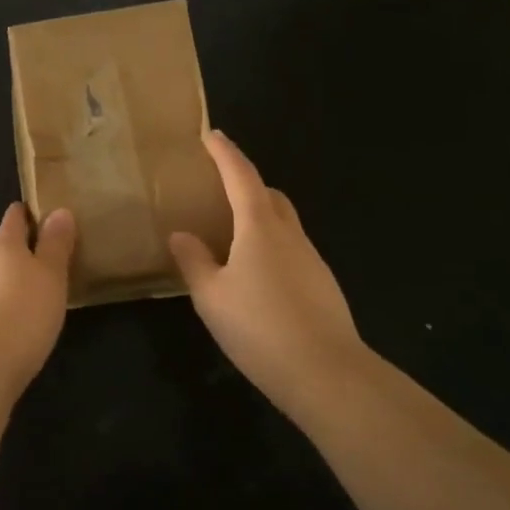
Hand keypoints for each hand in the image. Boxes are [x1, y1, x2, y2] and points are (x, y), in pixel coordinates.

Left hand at [0, 204, 75, 400]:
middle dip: (26, 248)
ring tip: (44, 286)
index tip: (45, 209)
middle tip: (55, 252)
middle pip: (5, 248)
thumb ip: (55, 244)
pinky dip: (10, 303)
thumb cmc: (22, 313)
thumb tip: (59, 210)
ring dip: (18, 278)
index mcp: (5, 247)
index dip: (28, 211)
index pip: (14, 218)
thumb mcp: (50, 275)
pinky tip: (24, 319)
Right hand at [169, 131, 368, 427]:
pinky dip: (271, 246)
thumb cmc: (260, 327)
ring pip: (283, 223)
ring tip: (232, 235)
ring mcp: (311, 259)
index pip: (241, 176)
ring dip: (260, 216)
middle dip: (246, 183)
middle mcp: (290, 235)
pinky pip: (292, 250)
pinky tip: (256, 276)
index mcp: (260, 227)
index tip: (212, 134)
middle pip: (269, 195)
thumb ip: (194, 262)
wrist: (327, 374)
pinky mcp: (322, 285)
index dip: (225, 153)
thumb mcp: (212, 297)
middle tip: (220, 187)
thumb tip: (181, 235)